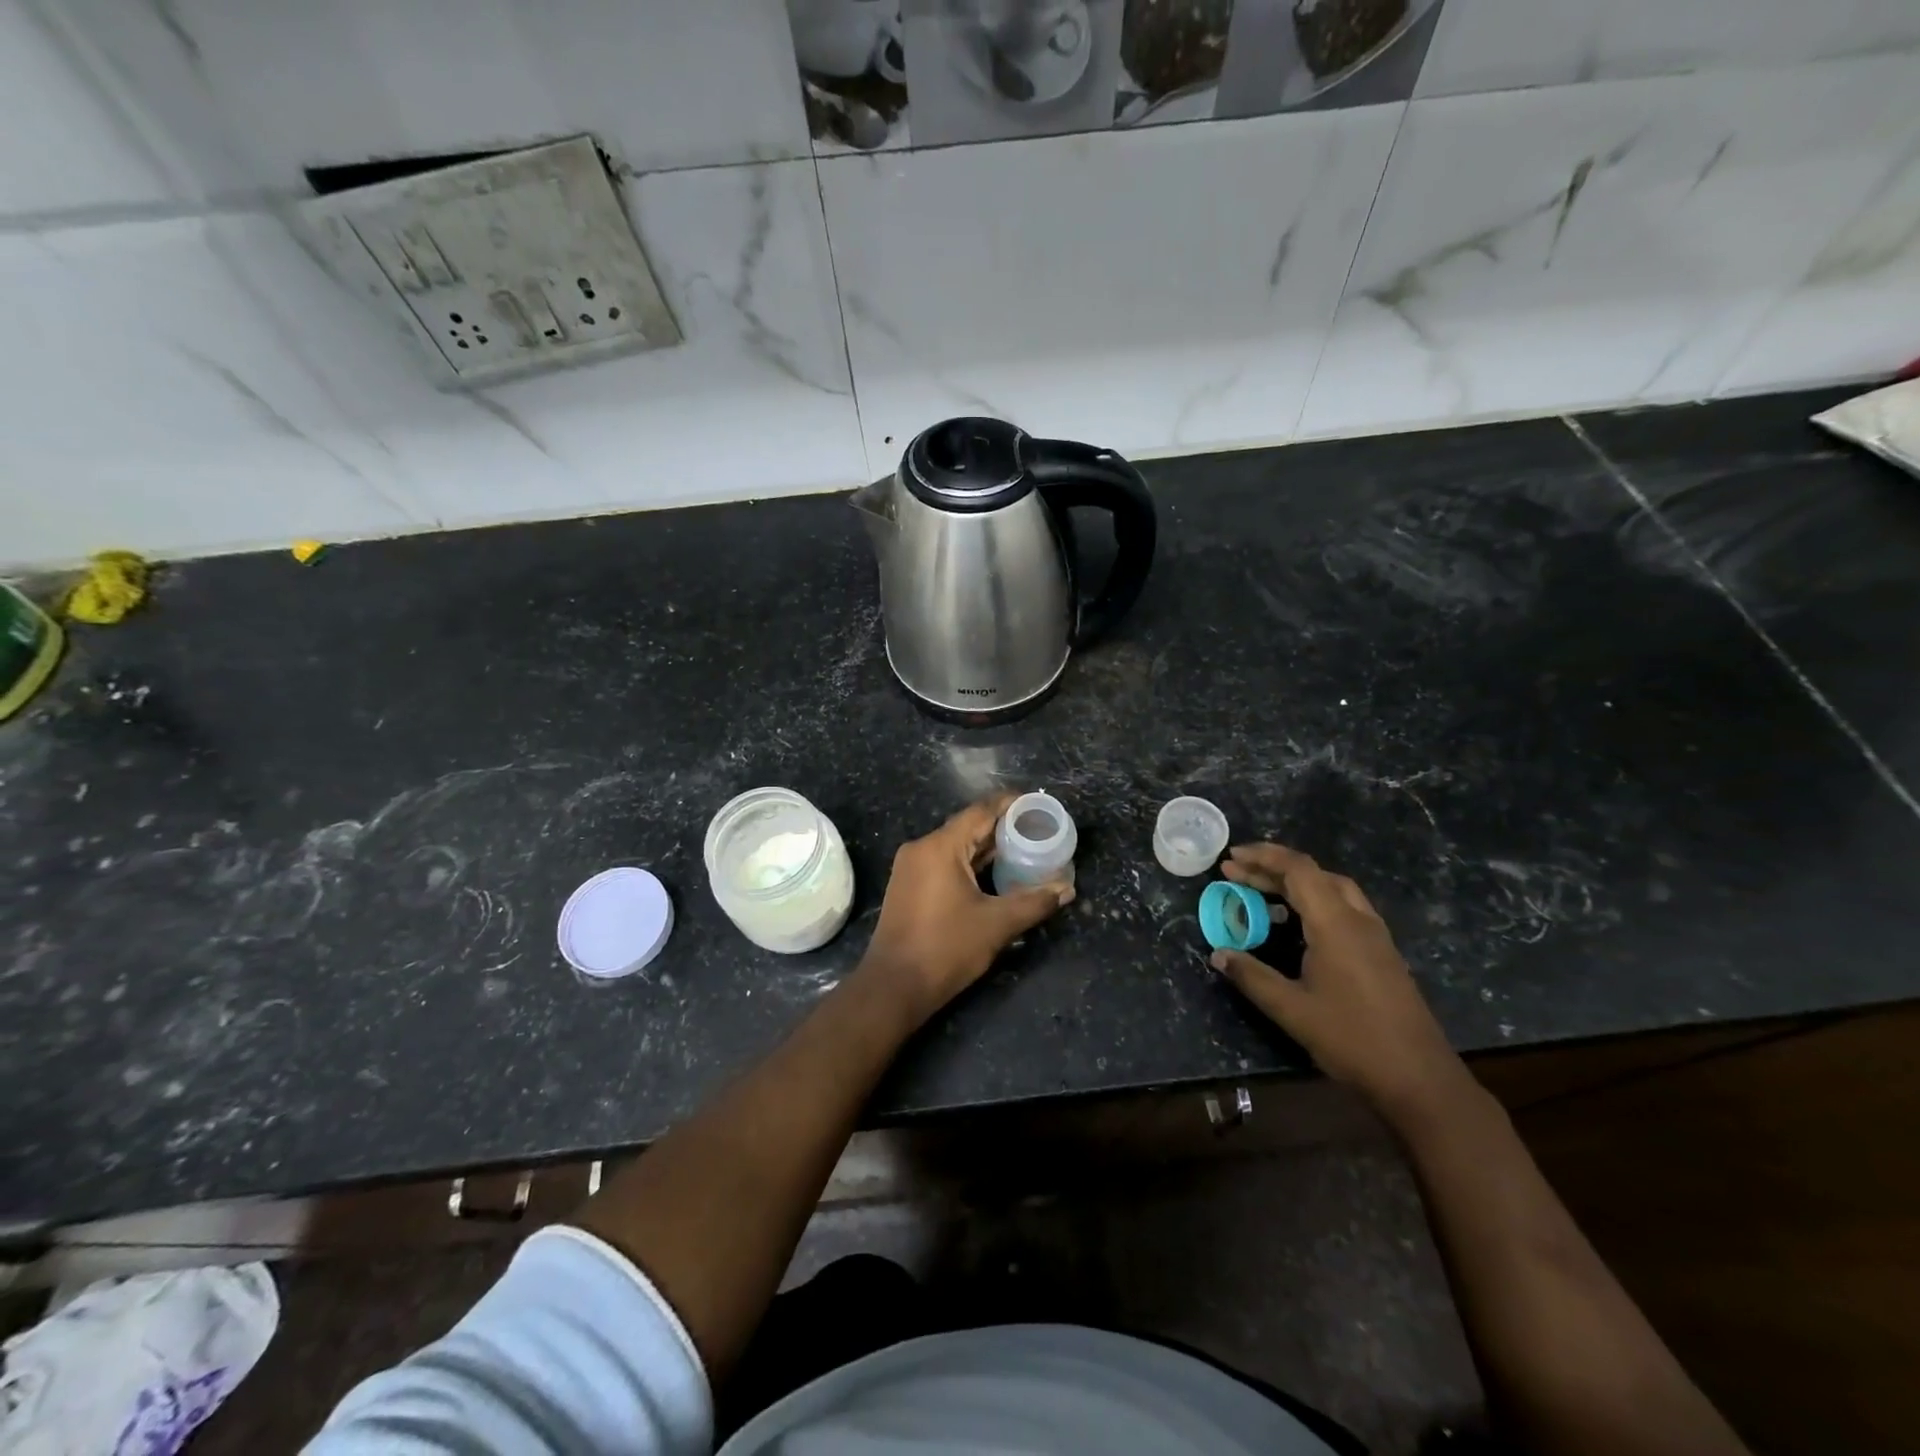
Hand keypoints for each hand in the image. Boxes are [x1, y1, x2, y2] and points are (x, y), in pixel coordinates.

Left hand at [861, 793, 1073, 1023]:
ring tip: (1022, 851)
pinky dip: (969, 864)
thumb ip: (1034, 902)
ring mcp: (910, 867)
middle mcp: (921, 848)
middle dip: (1002, 828)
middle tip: (1037, 831)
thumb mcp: (997, 925)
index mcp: (940, 846)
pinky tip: (994, 875)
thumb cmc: (946, 949)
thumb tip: (1066, 890)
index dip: (1010, 804)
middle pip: (968, 827)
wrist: (894, 987)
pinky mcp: (908, 886)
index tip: (1037, 805)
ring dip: (986, 848)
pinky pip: (944, 862)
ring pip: (956, 846)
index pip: (980, 811)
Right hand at [1211, 843, 1468, 1122]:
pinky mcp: (1381, 953)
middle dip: (1272, 868)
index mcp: (1336, 924)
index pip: (1298, 870)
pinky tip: (1296, 925)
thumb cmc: (1353, 1040)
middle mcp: (1358, 920)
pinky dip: (1313, 902)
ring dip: (1295, 883)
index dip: (1263, 857)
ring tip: (1260, 893)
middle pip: (1314, 874)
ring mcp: (1375, 936)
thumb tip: (1218, 954)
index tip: (1231, 858)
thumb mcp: (1292, 1010)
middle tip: (1235, 874)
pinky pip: (1343, 908)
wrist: (1420, 1080)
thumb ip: (1252, 977)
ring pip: (1332, 889)